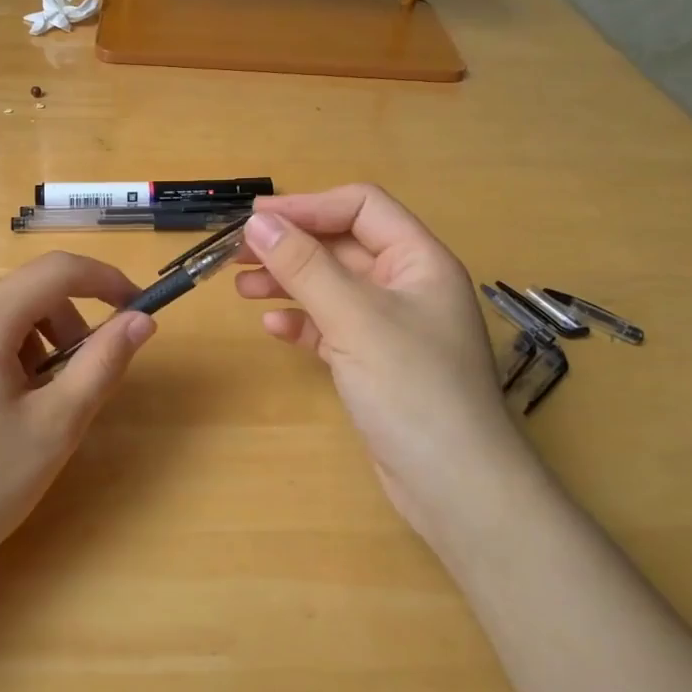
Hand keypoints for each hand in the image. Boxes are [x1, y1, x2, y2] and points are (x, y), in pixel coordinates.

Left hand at [0, 252, 155, 586]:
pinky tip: (6, 412)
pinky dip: (9, 357)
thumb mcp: (55, 425)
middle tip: (85, 379)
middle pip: (28, 293)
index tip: (139, 308)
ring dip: (40, 344)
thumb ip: (102, 363)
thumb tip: (142, 320)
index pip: (57, 270)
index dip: (106, 280)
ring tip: (42, 406)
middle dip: (70, 324)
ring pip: (3, 317)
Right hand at [235, 186, 525, 541]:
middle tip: (237, 253)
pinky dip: (302, 322)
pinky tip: (273, 327)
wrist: (455, 486)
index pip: (361, 207)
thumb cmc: (412, 388)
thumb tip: (258, 221)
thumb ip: (305, 265)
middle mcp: (407, 285)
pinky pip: (332, 327)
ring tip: (241, 287)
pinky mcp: (376, 363)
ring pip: (332, 287)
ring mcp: (391, 326)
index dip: (308, 206)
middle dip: (291, 245)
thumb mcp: (355, 317)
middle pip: (342, 246)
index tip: (256, 218)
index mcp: (418, 260)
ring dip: (288, 281)